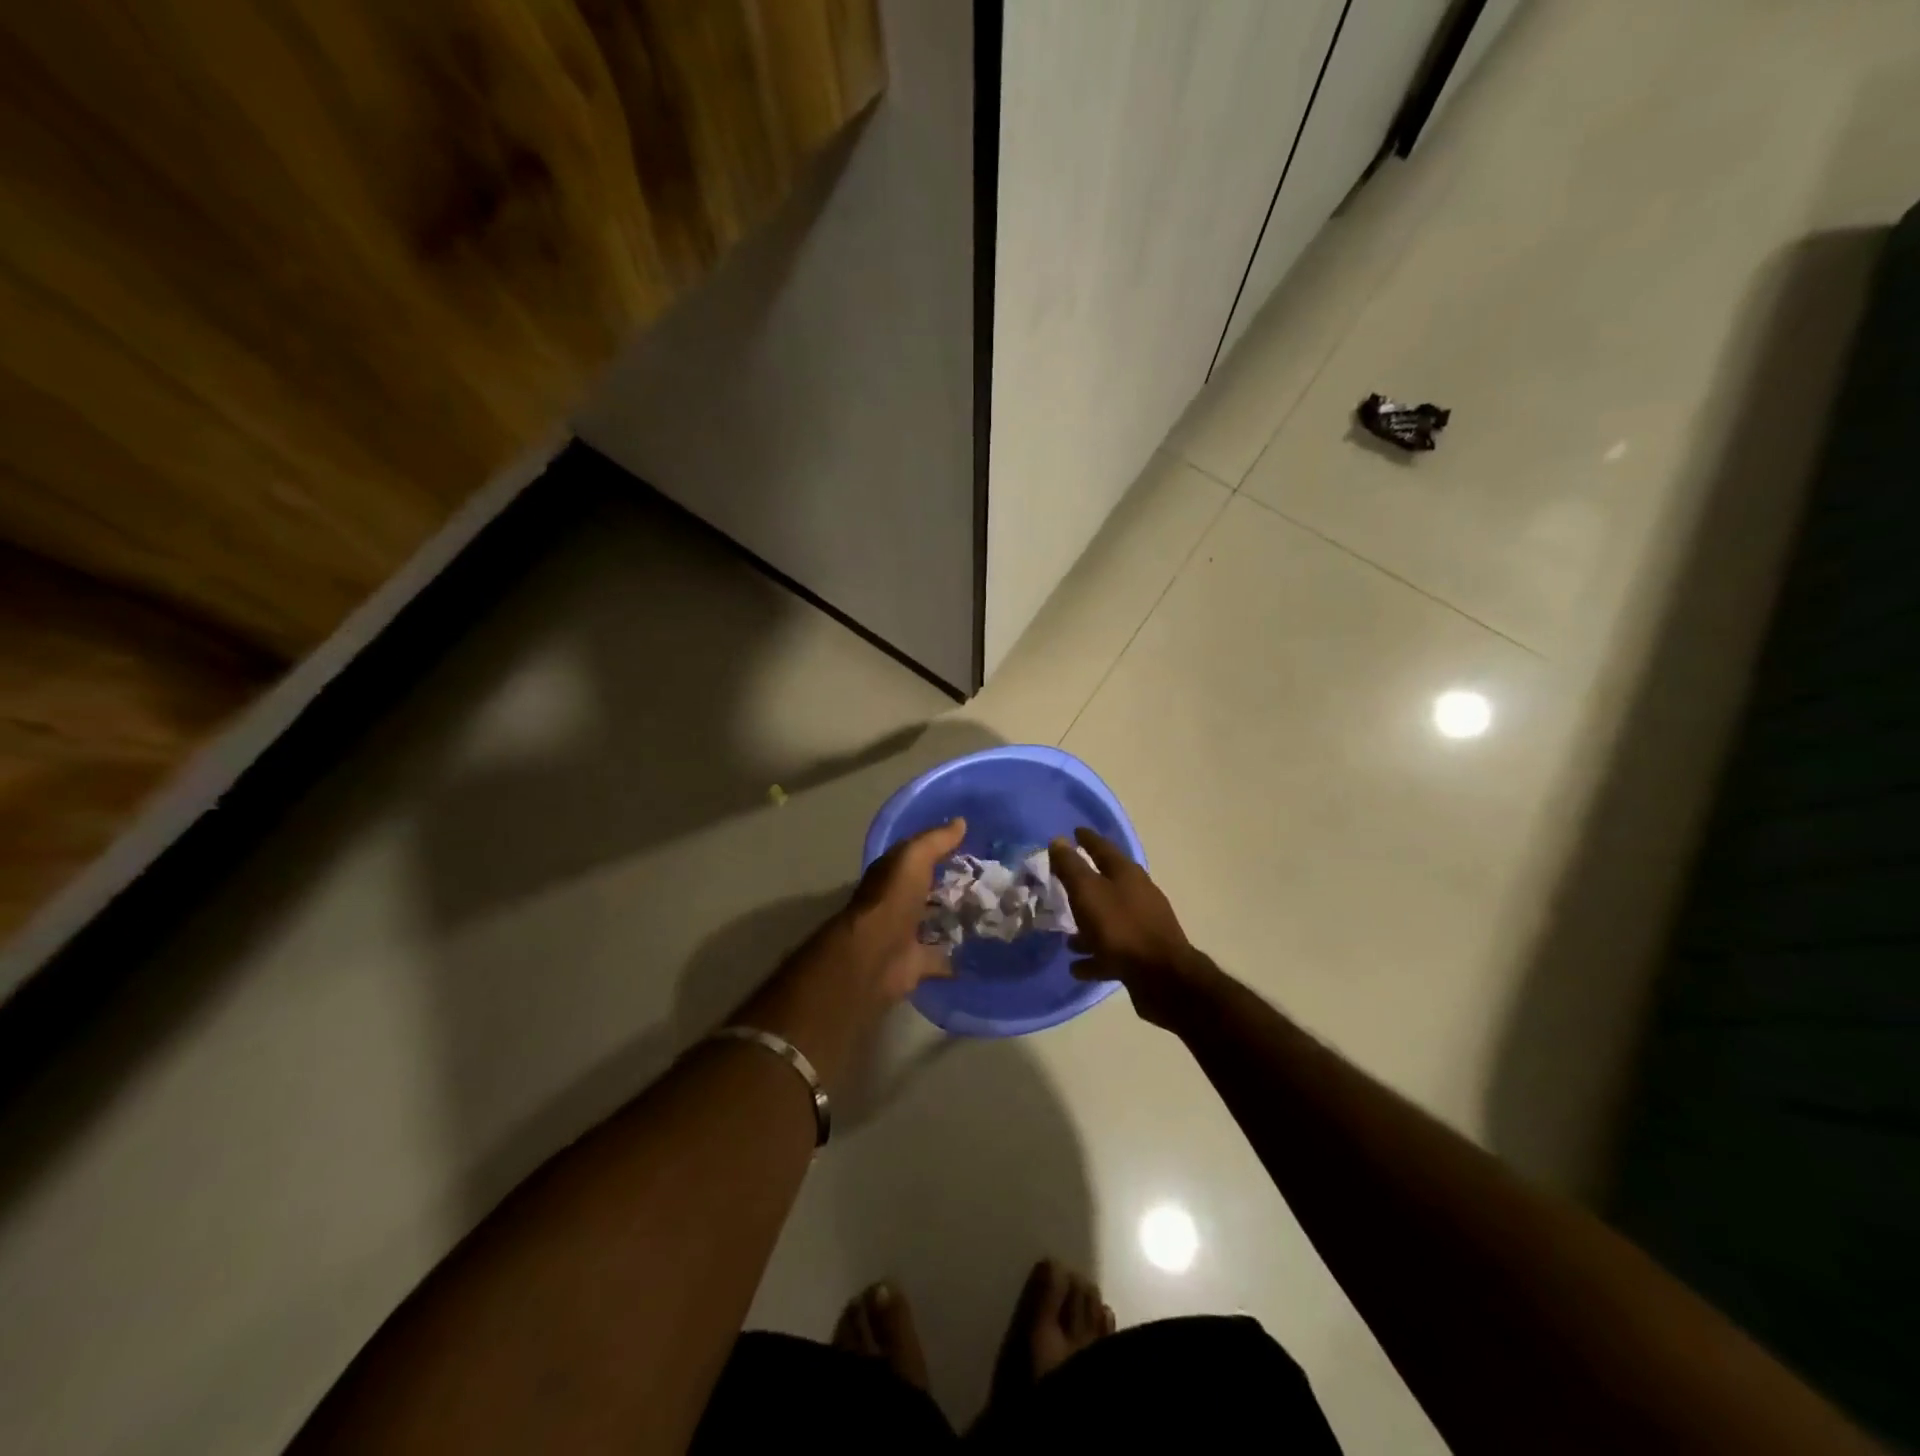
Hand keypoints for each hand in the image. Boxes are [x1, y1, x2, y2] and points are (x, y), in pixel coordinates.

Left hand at [736, 818, 964, 1091]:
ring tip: (990, 914)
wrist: (876, 954)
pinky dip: (954, 957)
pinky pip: (940, 958)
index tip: (972, 847)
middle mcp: (897, 903)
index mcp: (893, 875)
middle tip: (989, 882)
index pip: (918, 858)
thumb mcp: (913, 858)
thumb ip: (935, 841)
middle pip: (927, 891)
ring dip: (954, 919)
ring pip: (934, 923)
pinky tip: (979, 952)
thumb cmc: (892, 899)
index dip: (941, 850)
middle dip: (951, 886)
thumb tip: (960, 822)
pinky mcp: (915, 963)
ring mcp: (905, 934)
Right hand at [1049, 827, 1212, 1028]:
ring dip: (1088, 925)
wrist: (1162, 977)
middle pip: (1107, 884)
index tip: (1074, 831)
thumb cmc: (1120, 927)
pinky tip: (1077, 967)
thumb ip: (1071, 867)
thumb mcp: (1088, 892)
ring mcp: (1143, 925)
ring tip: (1067, 937)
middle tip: (1063, 884)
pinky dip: (1095, 954)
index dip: (1087, 839)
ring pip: (1109, 919)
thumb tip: (1058, 840)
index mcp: (1127, 874)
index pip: (1103, 848)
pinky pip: (1112, 950)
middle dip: (1086, 884)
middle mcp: (1138, 895)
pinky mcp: (1143, 954)